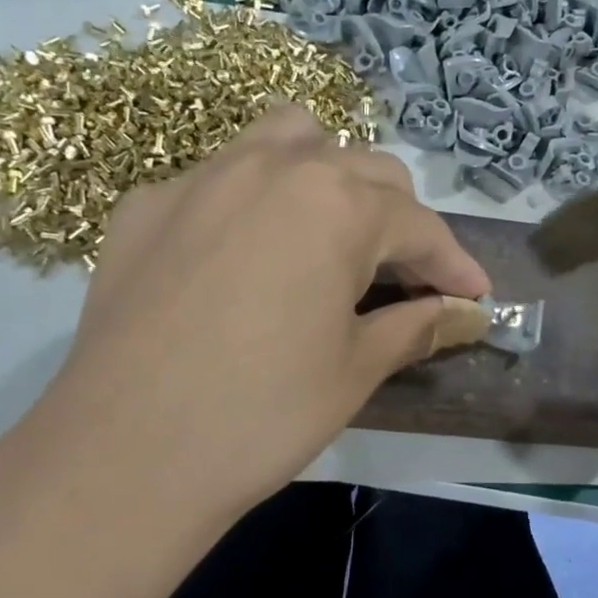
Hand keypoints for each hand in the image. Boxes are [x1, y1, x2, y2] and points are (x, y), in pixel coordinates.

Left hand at [0, 107, 489, 597]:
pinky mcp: (146, 204)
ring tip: (328, 235)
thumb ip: (418, 325)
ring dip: (327, 176)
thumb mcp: (356, 370)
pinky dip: (253, 201)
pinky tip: (243, 259)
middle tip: (403, 280)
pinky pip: (219, 176)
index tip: (474, 297)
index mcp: (336, 204)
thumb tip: (466, 313)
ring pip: (288, 140)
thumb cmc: (262, 415)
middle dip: (398, 221)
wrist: (123, 458)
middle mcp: (273, 166)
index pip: (418, 224)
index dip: (454, 264)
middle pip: (364, 169)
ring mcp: (201, 177)